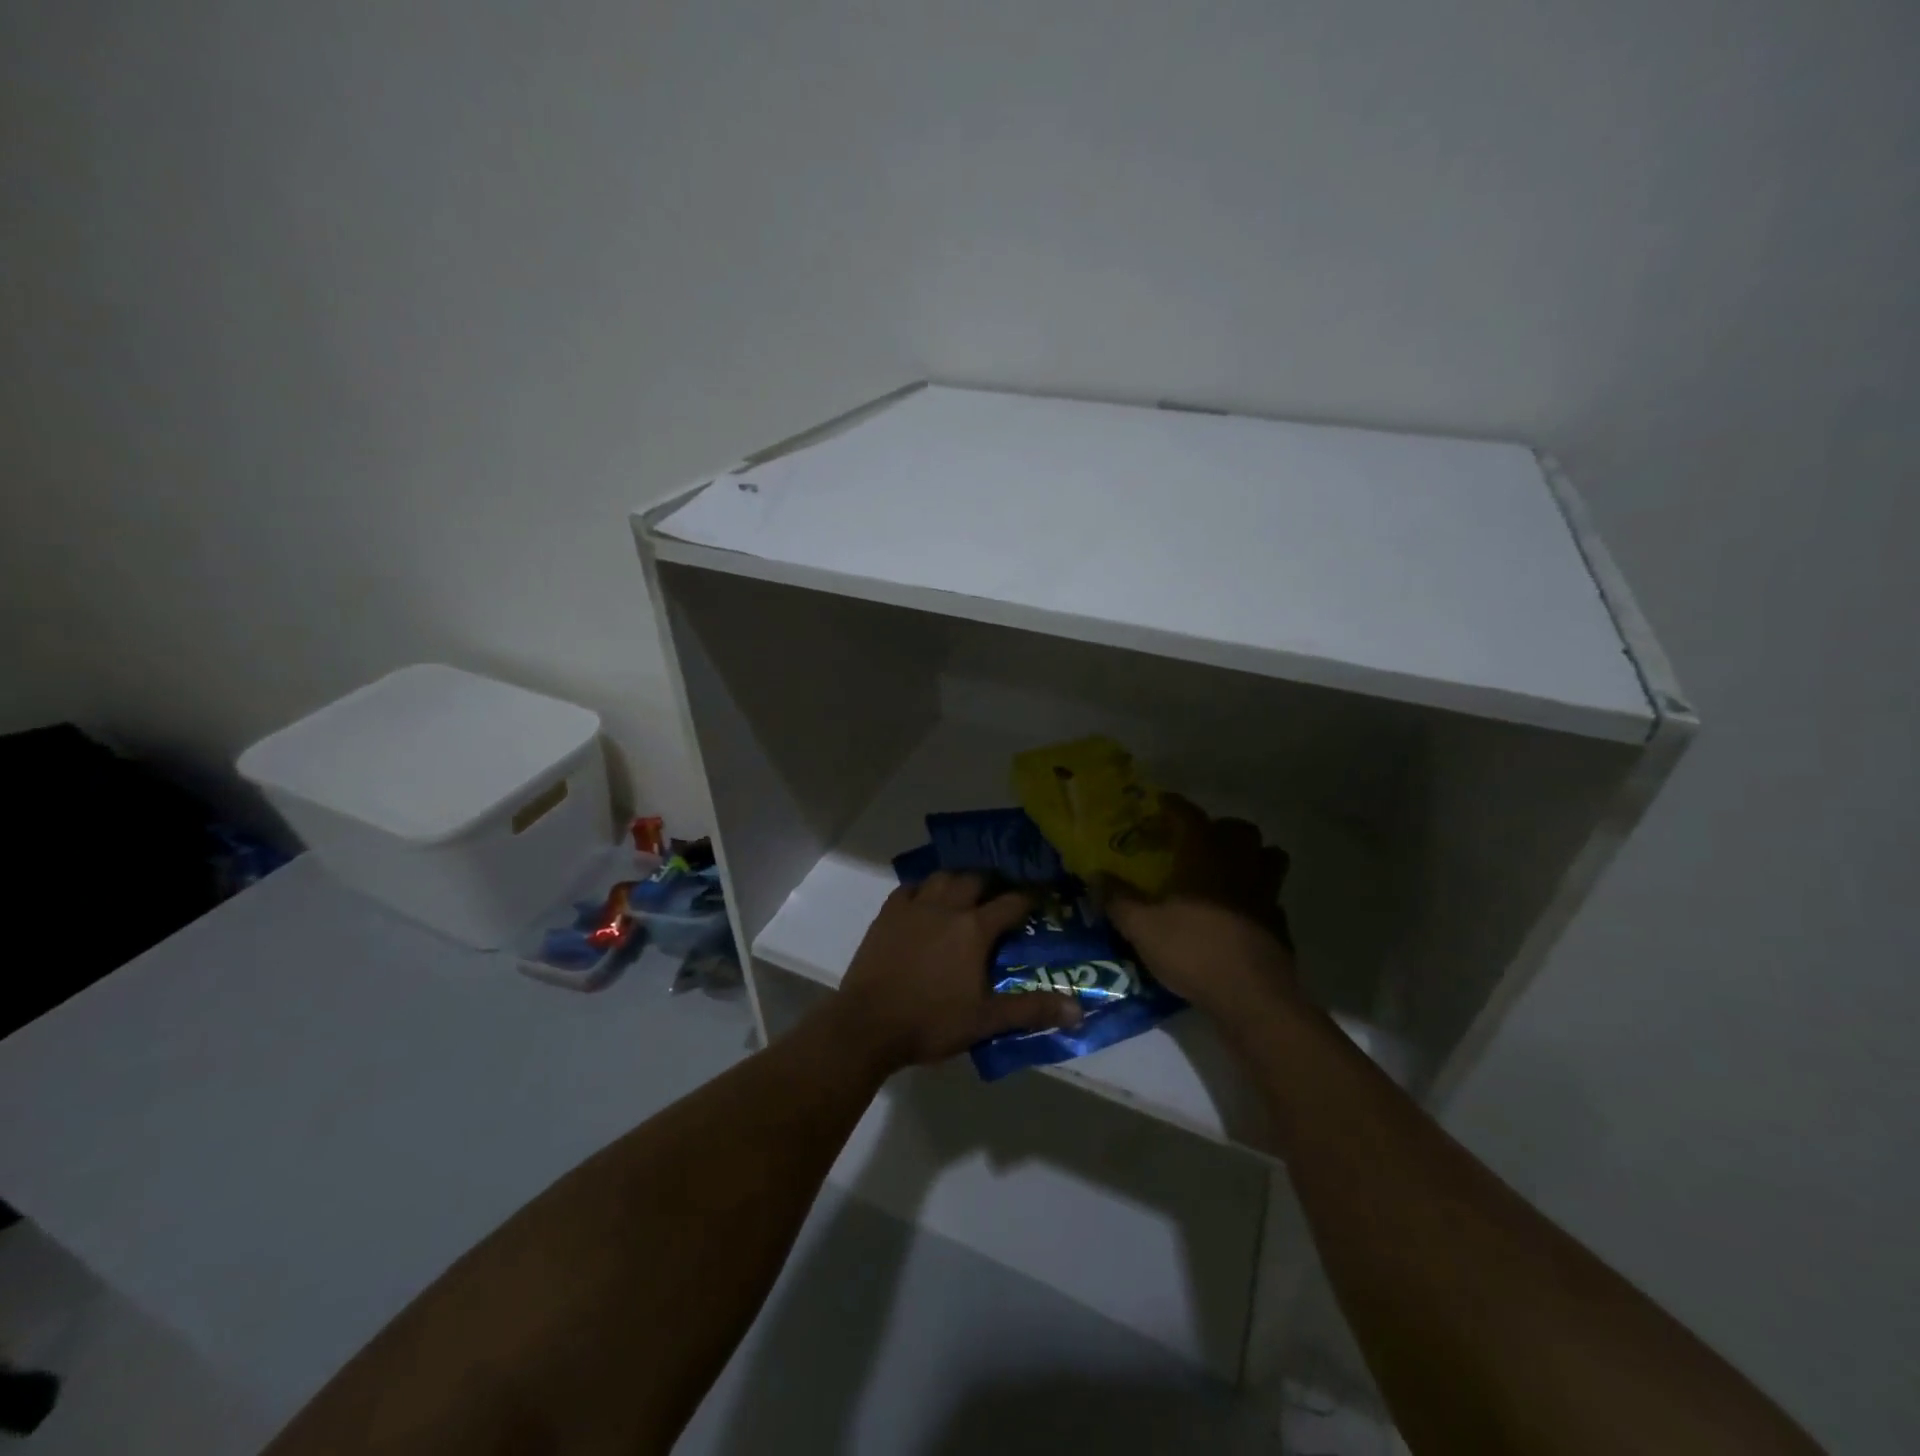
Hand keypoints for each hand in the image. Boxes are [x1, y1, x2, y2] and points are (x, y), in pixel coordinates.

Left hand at [830, 871, 1083, 1075]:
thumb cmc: (931, 1022)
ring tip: (966, 891)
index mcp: (974, 929)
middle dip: (992, 883)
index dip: (1029, 898)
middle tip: (1001, 894)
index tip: (1040, 897)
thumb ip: (1031, 1010)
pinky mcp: (887, 914)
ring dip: (958, 879)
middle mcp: (946, 907)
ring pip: (942, 877)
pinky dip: (923, 888)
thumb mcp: (986, 1020)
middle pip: (975, 880)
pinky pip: (910, 888)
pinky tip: (926, 898)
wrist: (868, 1024)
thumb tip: (1078, 1011)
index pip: (1011, 903)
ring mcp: (914, 907)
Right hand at [1101, 796, 1299, 1019]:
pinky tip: (1239, 911)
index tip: (1160, 803)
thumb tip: (1096, 875)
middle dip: (1218, 829)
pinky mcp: (1279, 921)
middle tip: (1195, 842)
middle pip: (1238, 829)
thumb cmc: (1192, 950)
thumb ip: (1118, 898)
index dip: (1173, 806)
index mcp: (1204, 854)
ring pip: (1267, 856)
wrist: (1251, 997)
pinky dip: (1257, 893)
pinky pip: (1270, 894)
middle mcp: (1239, 863)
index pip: (1189, 815)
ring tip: (1225, 870)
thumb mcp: (1141, 927)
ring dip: (1248, 855)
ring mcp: (1265, 891)